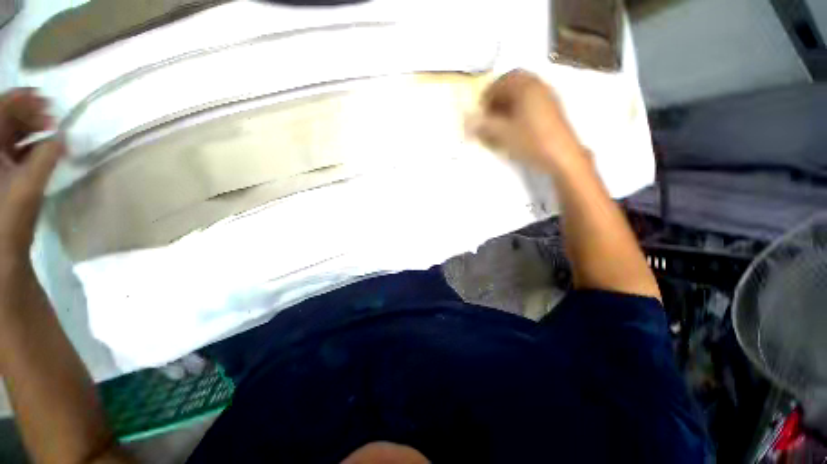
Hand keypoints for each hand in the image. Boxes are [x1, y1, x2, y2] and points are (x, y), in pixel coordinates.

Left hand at [0, 89, 61, 265]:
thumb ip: (47, 157)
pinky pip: (14, 149)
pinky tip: (44, 148)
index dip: (21, 99)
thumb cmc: (10, 217)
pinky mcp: (1, 172)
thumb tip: (62, 137)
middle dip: (28, 114)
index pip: (0, 109)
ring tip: (51, 131)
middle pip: (5, 119)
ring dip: (31, 129)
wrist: (2, 249)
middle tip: (52, 118)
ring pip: (10, 133)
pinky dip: (30, 145)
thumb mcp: (29, 186)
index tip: (45, 98)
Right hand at [470, 70, 585, 172]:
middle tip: (489, 112)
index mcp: (525, 86)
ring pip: (522, 91)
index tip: (480, 111)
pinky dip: (519, 106)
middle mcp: (538, 85)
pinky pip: (531, 99)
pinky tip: (514, 123)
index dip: (486, 96)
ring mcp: (547, 96)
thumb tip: (467, 121)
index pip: (500, 83)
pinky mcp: (552, 108)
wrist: (562, 156)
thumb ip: (484, 125)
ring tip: (499, 120)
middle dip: (498, 96)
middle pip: (513, 83)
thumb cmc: (531, 141)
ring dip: (508, 101)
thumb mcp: (504, 134)